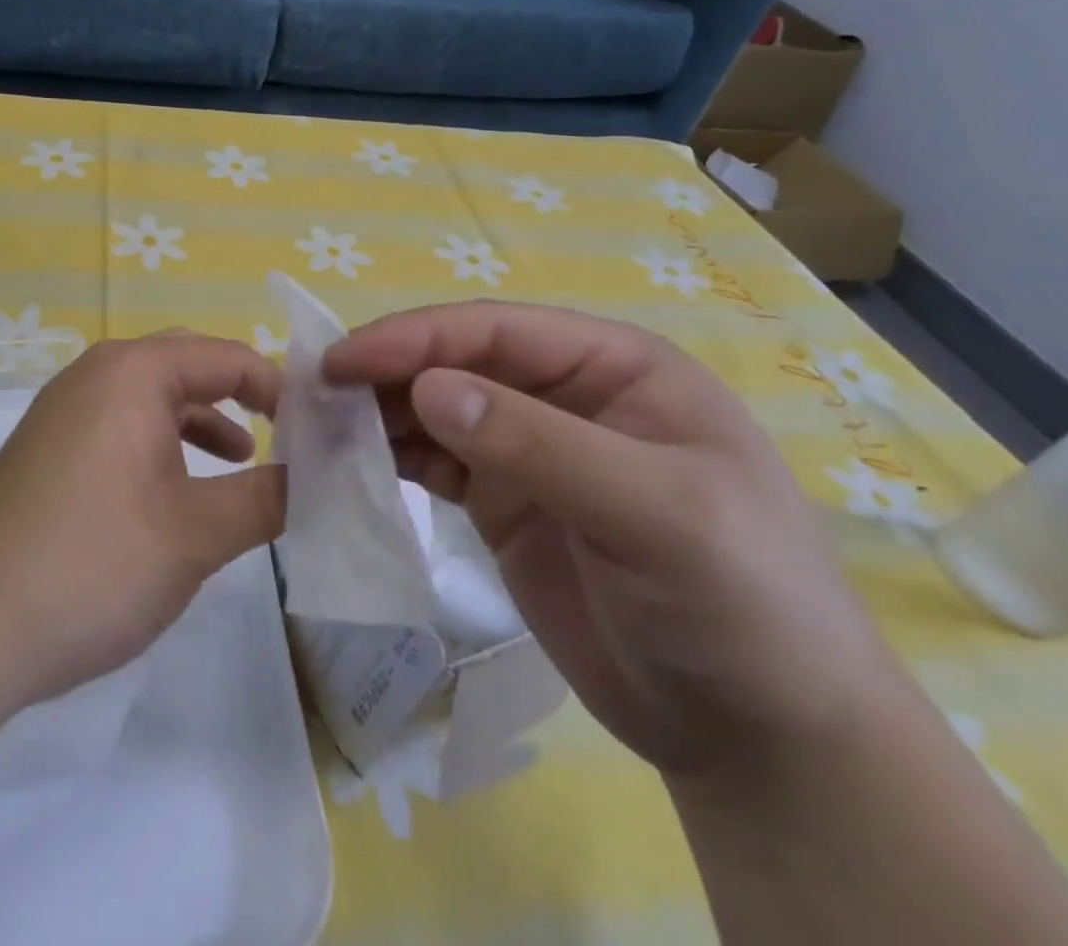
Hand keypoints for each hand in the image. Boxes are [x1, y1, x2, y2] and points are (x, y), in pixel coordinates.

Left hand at [0, 334, 286, 715]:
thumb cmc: (94, 565)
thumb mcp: (197, 534)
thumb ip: (267, 497)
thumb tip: (318, 476)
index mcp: (131, 373)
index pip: (224, 356)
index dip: (277, 387)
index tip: (315, 430)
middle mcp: (93, 374)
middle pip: (185, 364)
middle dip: (238, 394)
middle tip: (284, 433)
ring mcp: (62, 410)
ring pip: (150, 396)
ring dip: (199, 419)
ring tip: (240, 460)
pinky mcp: (46, 447)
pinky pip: (118, 423)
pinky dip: (159, 443)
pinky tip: (175, 489)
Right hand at [324, 301, 897, 779]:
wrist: (757, 736)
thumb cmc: (738, 605)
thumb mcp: (654, 515)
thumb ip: (539, 444)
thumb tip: (428, 389)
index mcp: (611, 366)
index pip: (493, 331)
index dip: (413, 339)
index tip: (340, 362)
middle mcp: (563, 394)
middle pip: (453, 363)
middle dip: (383, 373)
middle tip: (310, 396)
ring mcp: (528, 449)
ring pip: (434, 409)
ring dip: (377, 414)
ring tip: (317, 430)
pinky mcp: (503, 500)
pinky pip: (433, 462)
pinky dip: (389, 458)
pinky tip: (350, 465)